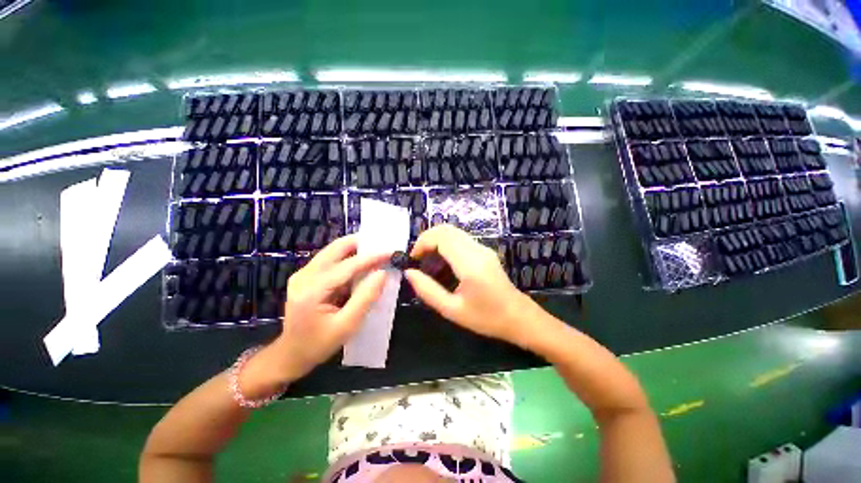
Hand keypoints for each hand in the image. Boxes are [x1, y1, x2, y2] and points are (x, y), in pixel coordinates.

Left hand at [271, 235, 388, 379]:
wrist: (291, 354)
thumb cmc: (319, 344)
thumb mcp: (347, 325)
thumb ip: (365, 298)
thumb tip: (382, 273)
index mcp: (311, 290)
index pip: (347, 266)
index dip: (371, 257)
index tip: (390, 251)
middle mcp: (304, 276)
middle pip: (335, 249)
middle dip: (360, 243)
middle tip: (381, 243)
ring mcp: (303, 274)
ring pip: (332, 251)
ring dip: (354, 249)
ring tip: (374, 251)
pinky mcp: (306, 276)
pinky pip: (330, 259)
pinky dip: (347, 257)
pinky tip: (360, 263)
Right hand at [404, 225, 536, 345]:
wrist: (518, 316)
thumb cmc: (486, 318)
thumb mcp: (452, 310)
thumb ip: (428, 291)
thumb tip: (409, 273)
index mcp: (470, 264)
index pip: (441, 238)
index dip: (422, 243)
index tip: (413, 258)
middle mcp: (477, 250)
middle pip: (446, 229)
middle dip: (426, 238)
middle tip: (418, 258)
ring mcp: (482, 248)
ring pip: (453, 231)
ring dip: (435, 240)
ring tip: (427, 260)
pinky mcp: (484, 250)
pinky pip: (460, 239)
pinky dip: (445, 244)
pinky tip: (442, 262)